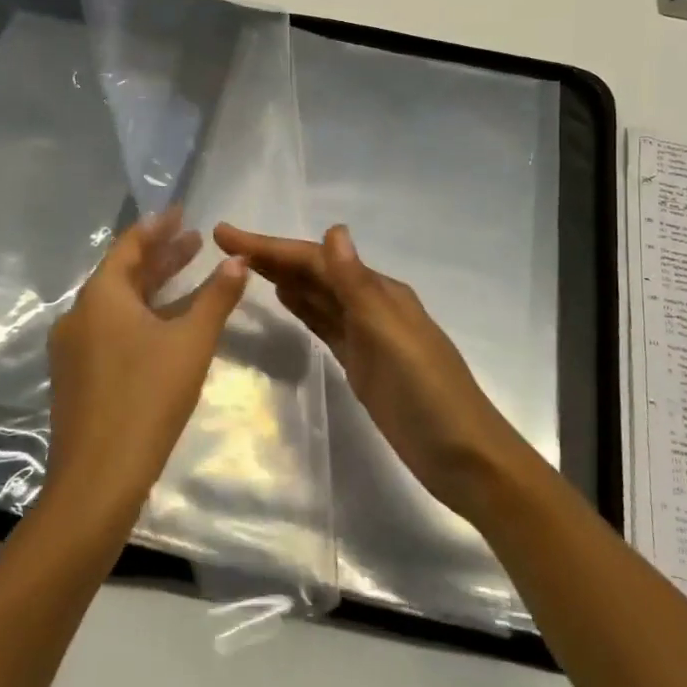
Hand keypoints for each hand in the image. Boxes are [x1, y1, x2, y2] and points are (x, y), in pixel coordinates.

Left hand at [46, 209, 248, 521]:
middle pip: (123, 274)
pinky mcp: (77, 376)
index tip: (180, 212)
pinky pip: (111, 329)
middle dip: (160, 256)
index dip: (158, 227)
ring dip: (152, 287)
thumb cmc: (148, 398)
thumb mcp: (192, 342)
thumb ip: (216, 298)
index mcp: (101, 297)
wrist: (98, 478)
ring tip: (187, 276)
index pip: (130, 245)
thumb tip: (239, 260)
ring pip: (117, 304)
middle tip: (194, 241)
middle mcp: (80, 315)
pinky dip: (140, 316)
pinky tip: (165, 327)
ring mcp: (74, 348)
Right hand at [212, 222, 530, 515]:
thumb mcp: (390, 336)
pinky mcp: (362, 363)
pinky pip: (326, 325)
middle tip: (224, 245)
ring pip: (318, 297)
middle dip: (272, 257)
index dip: (271, 246)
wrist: (462, 456)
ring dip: (285, 278)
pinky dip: (305, 309)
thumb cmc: (427, 394)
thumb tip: (334, 230)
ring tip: (245, 265)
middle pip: (314, 273)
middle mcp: (372, 306)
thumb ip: (358, 286)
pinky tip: (286, 301)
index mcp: (380, 293)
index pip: (317, 260)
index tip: (226, 233)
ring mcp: (367, 336)